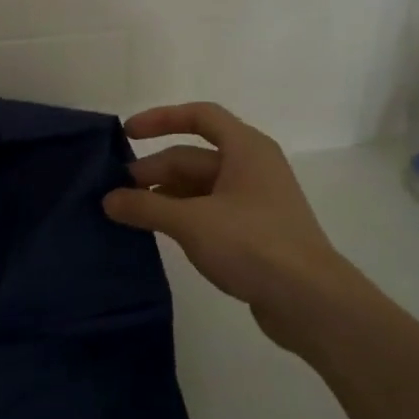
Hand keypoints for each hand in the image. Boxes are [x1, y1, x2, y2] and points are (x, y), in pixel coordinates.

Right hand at [102, 102, 365, 354]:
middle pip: (192, 157)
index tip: (127, 134)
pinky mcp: (253, 231)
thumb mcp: (191, 222)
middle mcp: (251, 167)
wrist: (310, 301)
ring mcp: (254, 201)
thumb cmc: (252, 244)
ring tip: (128, 214)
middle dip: (153, 171)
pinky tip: (157, 232)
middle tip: (115, 193)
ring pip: (198, 187)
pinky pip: (208, 211)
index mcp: (245, 149)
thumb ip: (145, 207)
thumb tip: (108, 199)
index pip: (200, 116)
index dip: (161, 119)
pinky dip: (181, 215)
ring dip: (163, 196)